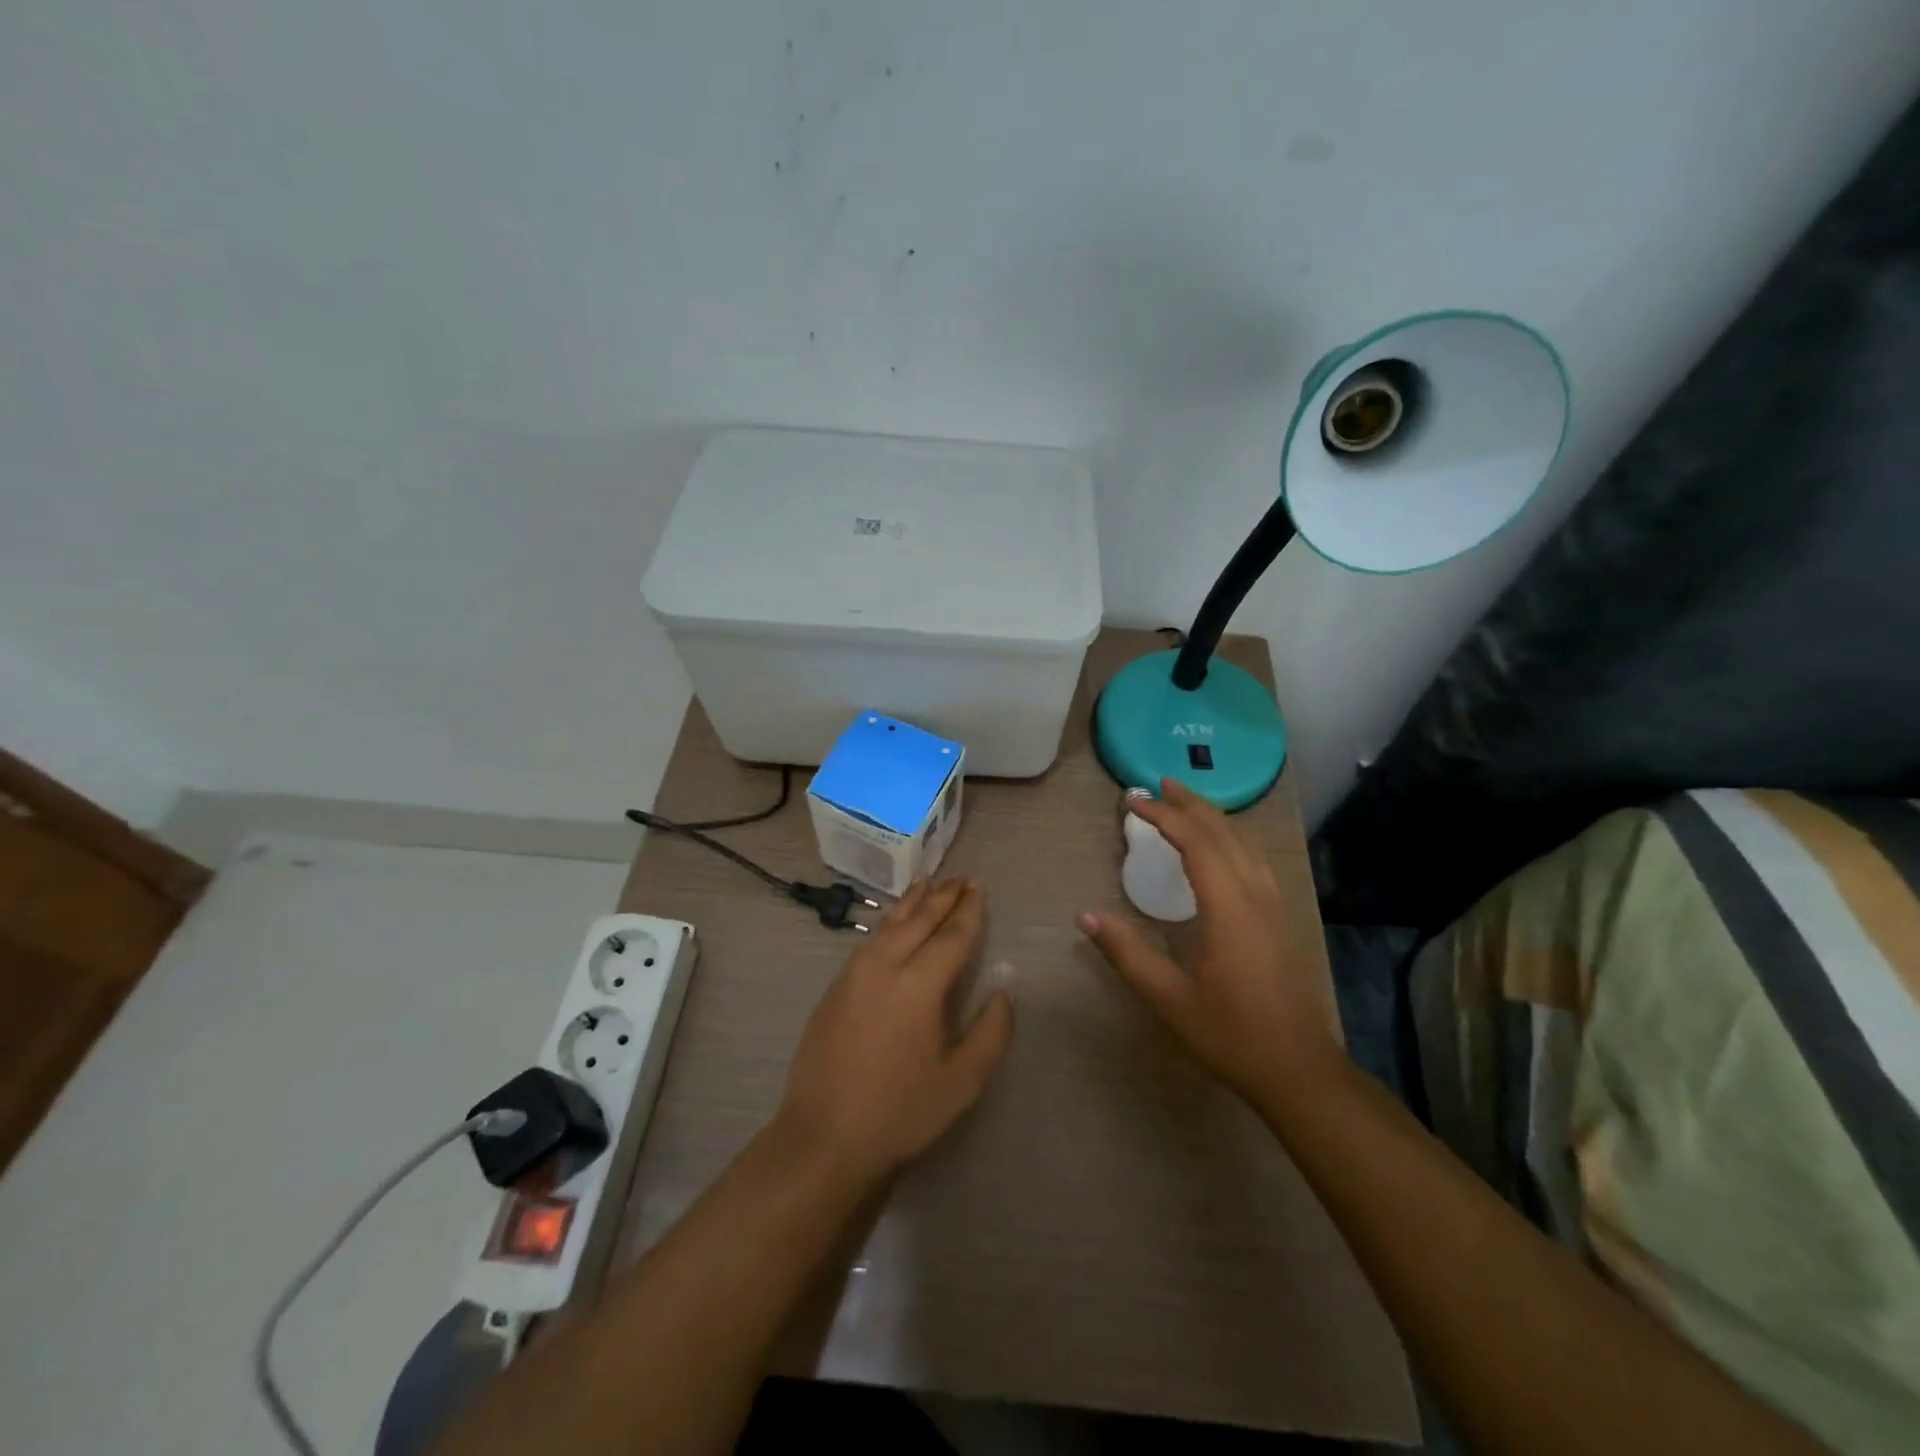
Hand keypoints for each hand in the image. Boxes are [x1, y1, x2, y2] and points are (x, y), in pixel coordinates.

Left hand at [773, 878, 1013, 1186]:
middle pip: (919, 920)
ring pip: (888, 924)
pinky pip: (869, 940)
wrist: (823, 1138)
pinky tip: (892, 924)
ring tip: (927, 883)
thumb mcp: (962, 1081)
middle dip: (943, 897)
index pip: (951, 935)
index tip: (979, 888)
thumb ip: (991, 1031)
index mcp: (919, 984)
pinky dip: (888, 922)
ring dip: (911, 902)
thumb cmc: (900, 1112)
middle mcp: (885, 966)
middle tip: (961, 878)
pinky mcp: (835, 988)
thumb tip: (1005, 989)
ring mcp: (854, 973)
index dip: (969, 911)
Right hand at [1077, 779, 1338, 1106]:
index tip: (1133, 803)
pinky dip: (1230, 838)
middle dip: (1191, 804)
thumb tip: (1085, 915)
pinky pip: (1254, 859)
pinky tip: (1220, 847)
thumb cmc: (1231, 1033)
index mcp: (1229, 907)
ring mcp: (1274, 906)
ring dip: (1213, 817)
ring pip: (1245, 843)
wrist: (1299, 1070)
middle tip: (1158, 785)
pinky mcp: (1280, 918)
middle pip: (1224, 832)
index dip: (1164, 816)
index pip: (1196, 842)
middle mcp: (1256, 895)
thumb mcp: (1169, 997)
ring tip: (1185, 804)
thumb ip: (1126, 952)